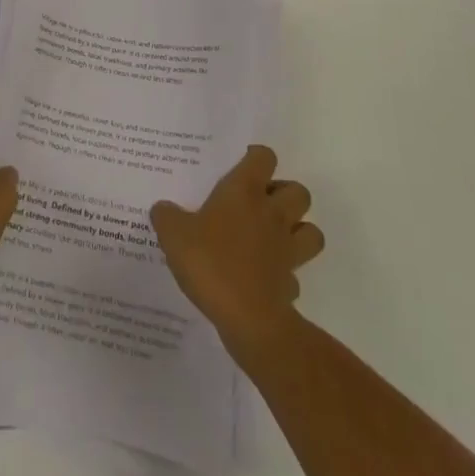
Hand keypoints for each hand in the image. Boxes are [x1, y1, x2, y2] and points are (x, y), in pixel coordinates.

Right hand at [151, 145, 324, 352]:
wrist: (247, 318)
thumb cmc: (210, 262)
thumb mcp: (173, 234)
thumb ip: (166, 216)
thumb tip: (163, 209)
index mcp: (245, 191)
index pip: (264, 157)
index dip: (256, 158)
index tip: (242, 166)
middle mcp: (272, 214)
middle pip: (298, 191)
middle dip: (285, 195)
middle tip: (260, 204)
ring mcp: (287, 249)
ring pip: (311, 230)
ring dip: (298, 231)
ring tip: (273, 237)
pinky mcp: (292, 283)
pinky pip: (296, 273)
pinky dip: (286, 274)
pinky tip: (266, 278)